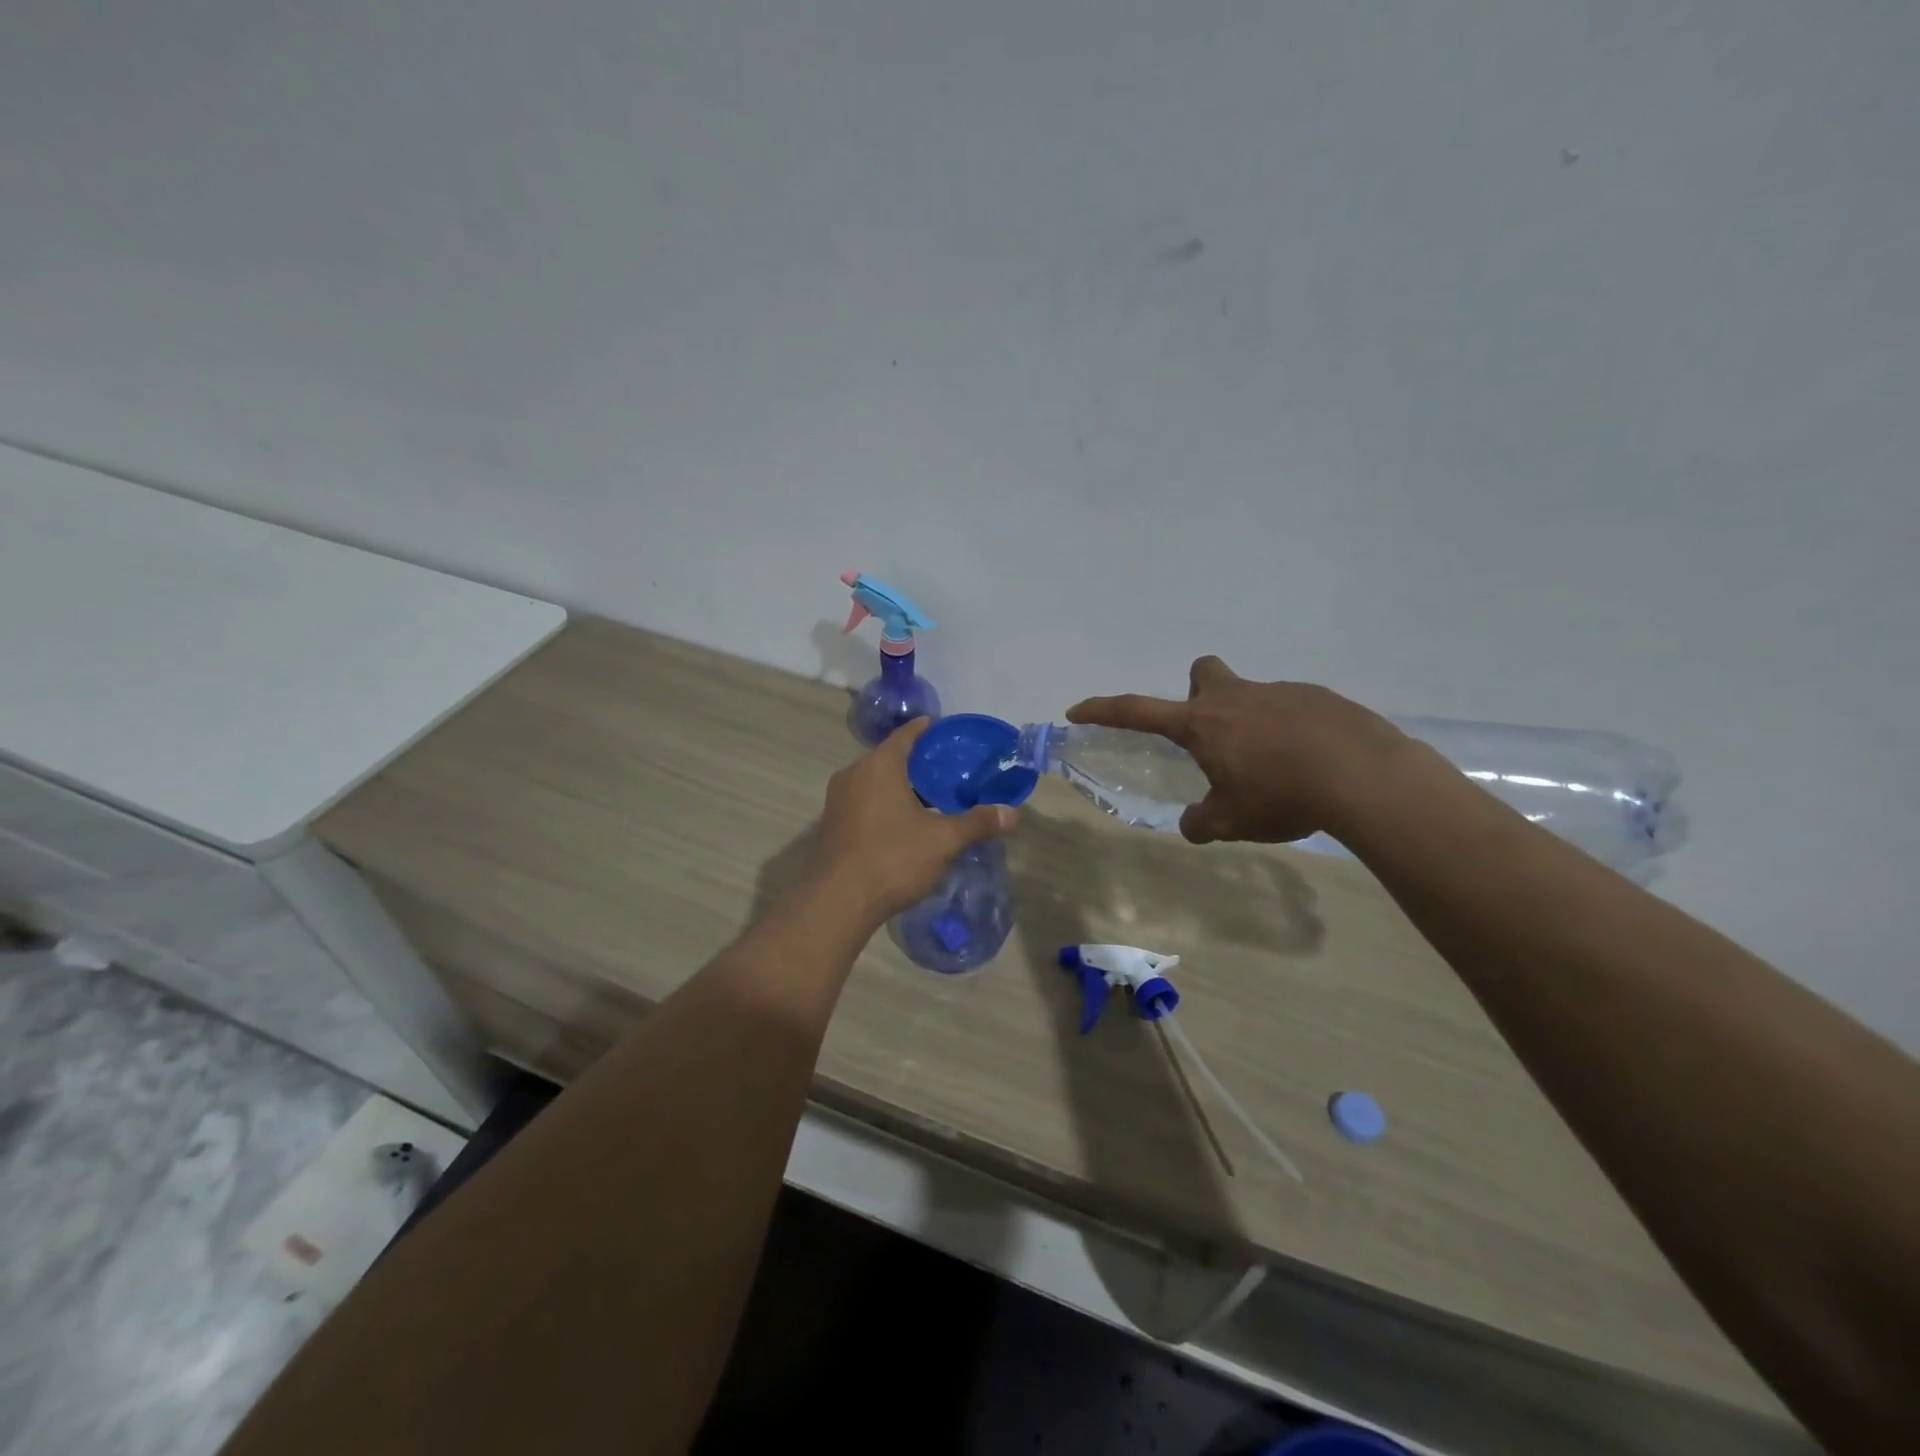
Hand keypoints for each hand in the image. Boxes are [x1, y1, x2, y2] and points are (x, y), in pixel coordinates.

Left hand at [810, 719, 1018, 925]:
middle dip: (918, 762)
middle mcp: (854, 773)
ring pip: (875, 781)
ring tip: (931, 797)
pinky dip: (884, 802)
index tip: (947, 732)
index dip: (928, 730)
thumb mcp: (943, 840)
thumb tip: (1013, 813)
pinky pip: (864, 800)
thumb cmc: (893, 859)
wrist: (838, 901)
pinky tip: (905, 822)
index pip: (907, 735)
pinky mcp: (832, 823)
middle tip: (949, 769)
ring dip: (900, 785)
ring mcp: (838, 799)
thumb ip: (977, 823)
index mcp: (879, 765)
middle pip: (890, 757)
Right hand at [1067, 657, 1408, 844]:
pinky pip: (1293, 708)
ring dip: (1251, 723)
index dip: (1103, 710)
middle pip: (1202, 673)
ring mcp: (1280, 692)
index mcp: (1202, 725)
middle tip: (1213, 736)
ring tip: (1277, 769)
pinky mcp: (1319, 698)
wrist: (1363, 776)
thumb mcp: (1233, 821)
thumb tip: (1193, 824)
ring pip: (1252, 695)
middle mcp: (1235, 698)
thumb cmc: (1282, 796)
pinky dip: (1293, 732)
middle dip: (1198, 694)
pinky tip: (1312, 764)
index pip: (1137, 711)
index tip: (1077, 711)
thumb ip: (1203, 822)